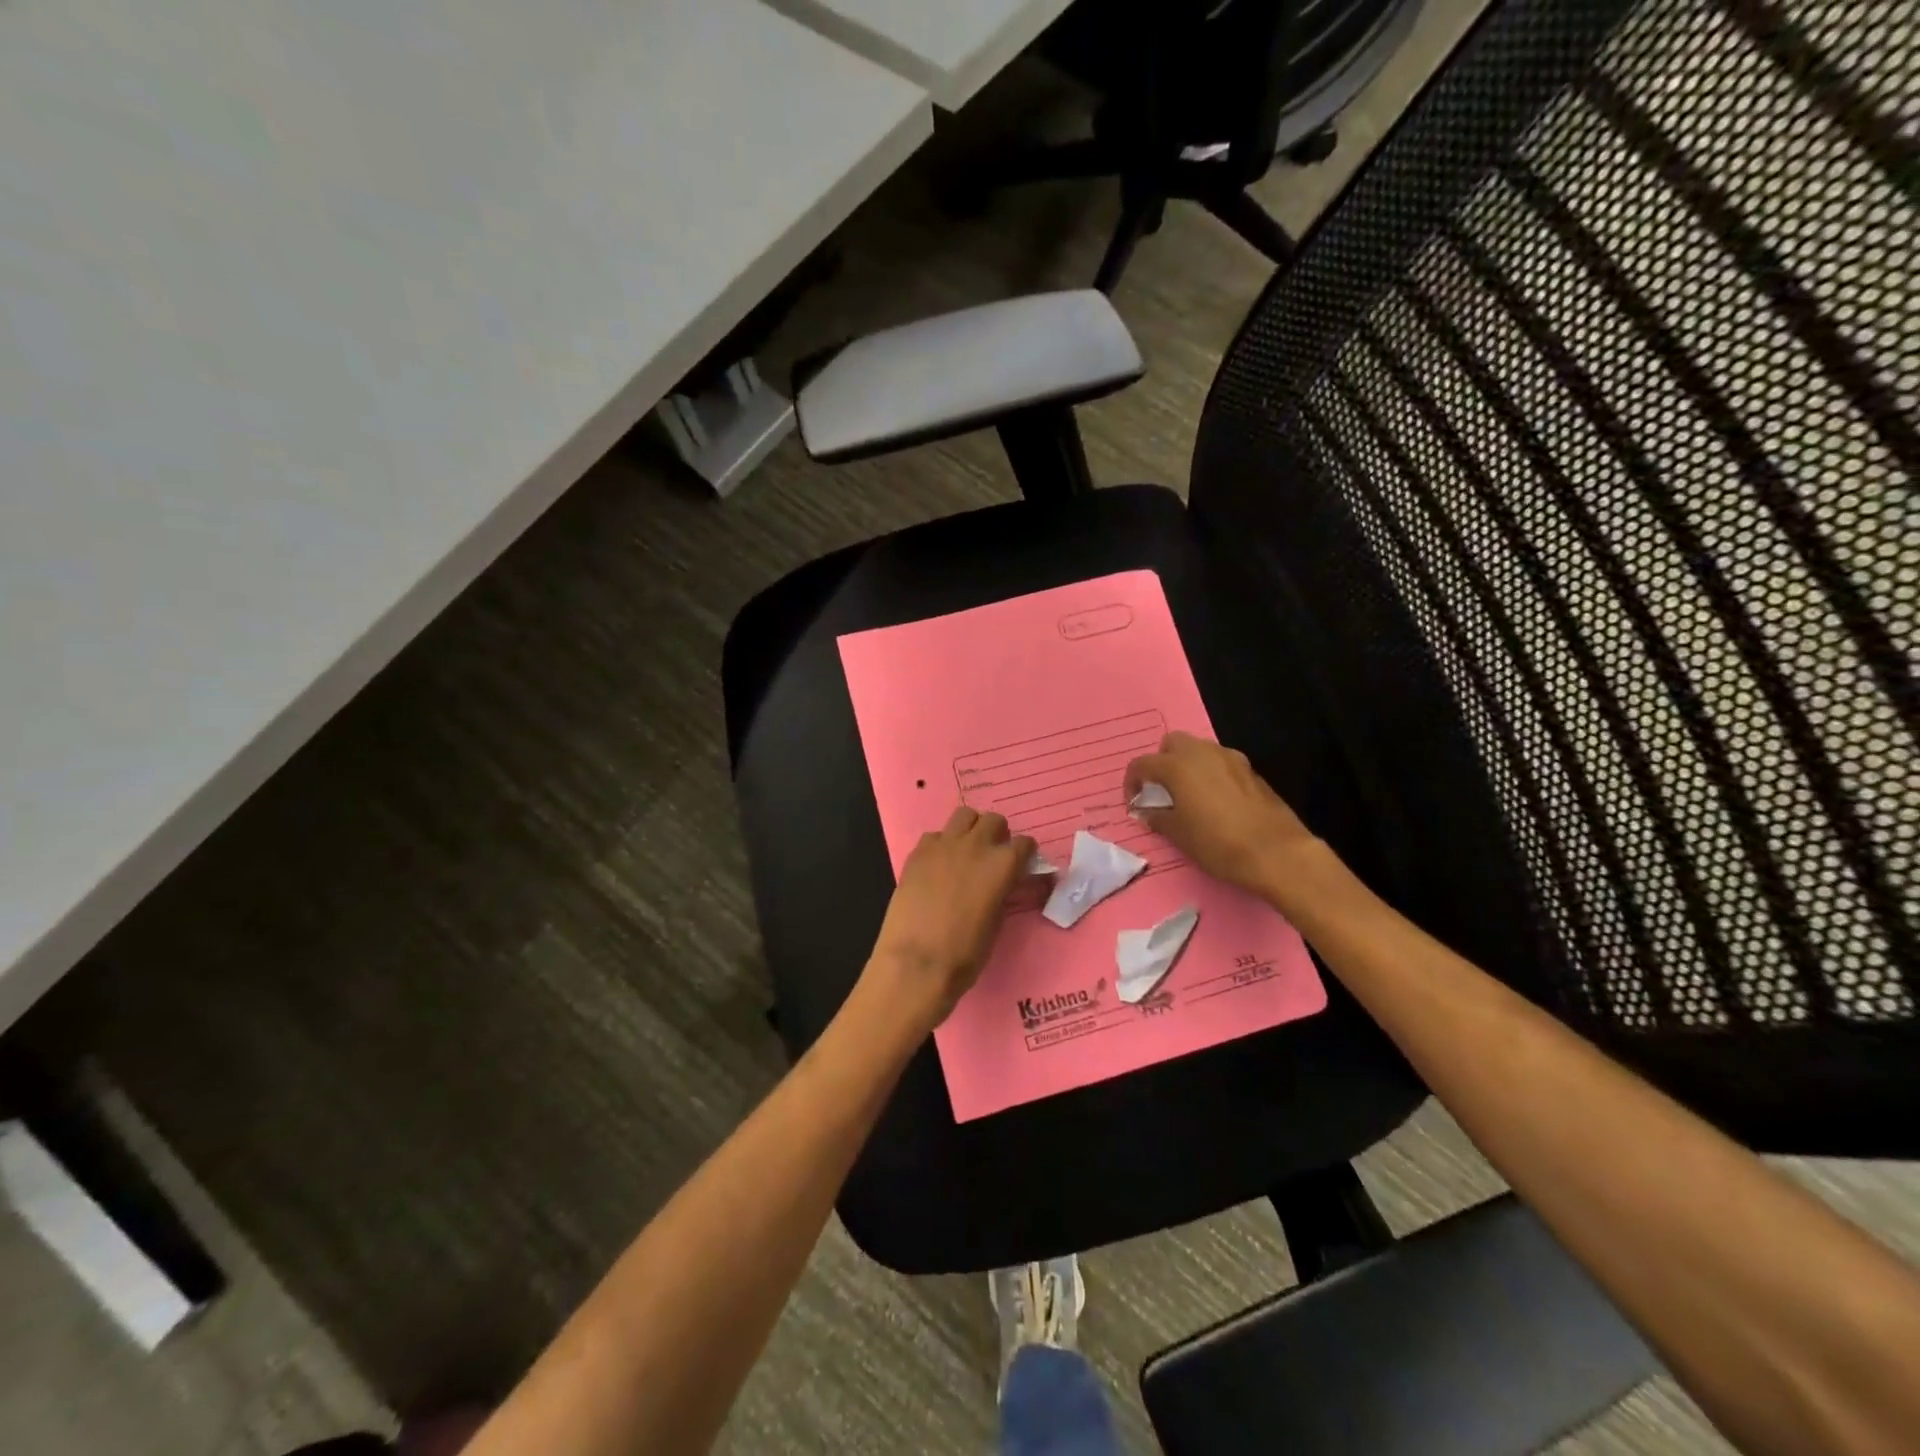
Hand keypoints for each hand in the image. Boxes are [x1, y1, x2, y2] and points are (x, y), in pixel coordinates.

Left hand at [867, 806, 1035, 1028]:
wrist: (916, 962)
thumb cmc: (964, 955)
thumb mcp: (996, 924)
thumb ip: (1001, 893)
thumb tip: (1001, 885)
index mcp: (1002, 866)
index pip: (1024, 844)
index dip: (1025, 854)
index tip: (1022, 864)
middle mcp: (975, 846)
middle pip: (993, 820)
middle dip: (998, 834)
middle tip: (992, 855)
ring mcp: (943, 845)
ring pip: (964, 815)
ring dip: (970, 829)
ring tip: (966, 851)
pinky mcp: (917, 853)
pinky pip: (935, 835)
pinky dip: (941, 845)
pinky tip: (938, 865)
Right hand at [1123, 731, 1319, 895]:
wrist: (1276, 853)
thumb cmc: (1218, 843)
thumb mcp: (1179, 835)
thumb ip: (1158, 817)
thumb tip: (1147, 812)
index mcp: (1178, 766)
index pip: (1142, 764)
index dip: (1132, 782)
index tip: (1134, 802)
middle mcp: (1202, 753)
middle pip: (1172, 743)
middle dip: (1161, 762)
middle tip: (1162, 790)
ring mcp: (1230, 759)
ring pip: (1199, 749)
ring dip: (1187, 765)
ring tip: (1188, 796)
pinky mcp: (1251, 771)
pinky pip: (1221, 763)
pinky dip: (1211, 774)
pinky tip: (1216, 802)